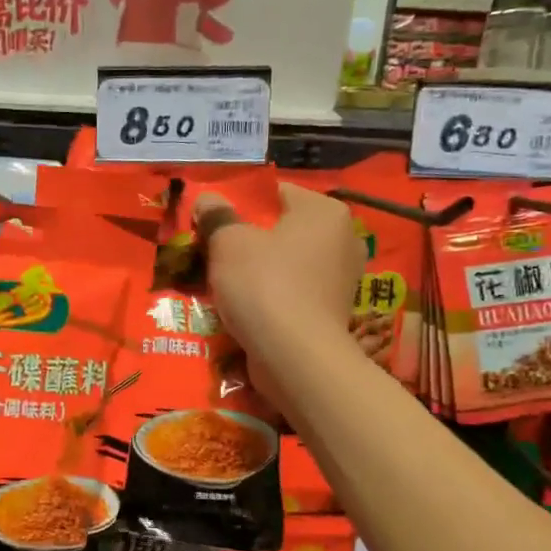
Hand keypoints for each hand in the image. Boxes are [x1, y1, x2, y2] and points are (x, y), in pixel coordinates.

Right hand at [193, 183, 362, 405]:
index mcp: (325, 211)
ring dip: (257, 271)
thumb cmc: (264, 285)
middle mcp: (343, 239)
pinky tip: (246, 308)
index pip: (275, 193)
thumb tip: (207, 198)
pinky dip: (271, 296)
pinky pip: (293, 292)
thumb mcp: (228, 242)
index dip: (238, 204)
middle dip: (248, 240)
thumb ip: (216, 215)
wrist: (296, 357)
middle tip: (212, 252)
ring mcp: (342, 278)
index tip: (210, 223)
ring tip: (223, 282)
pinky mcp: (333, 311)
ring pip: (286, 263)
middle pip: (282, 229)